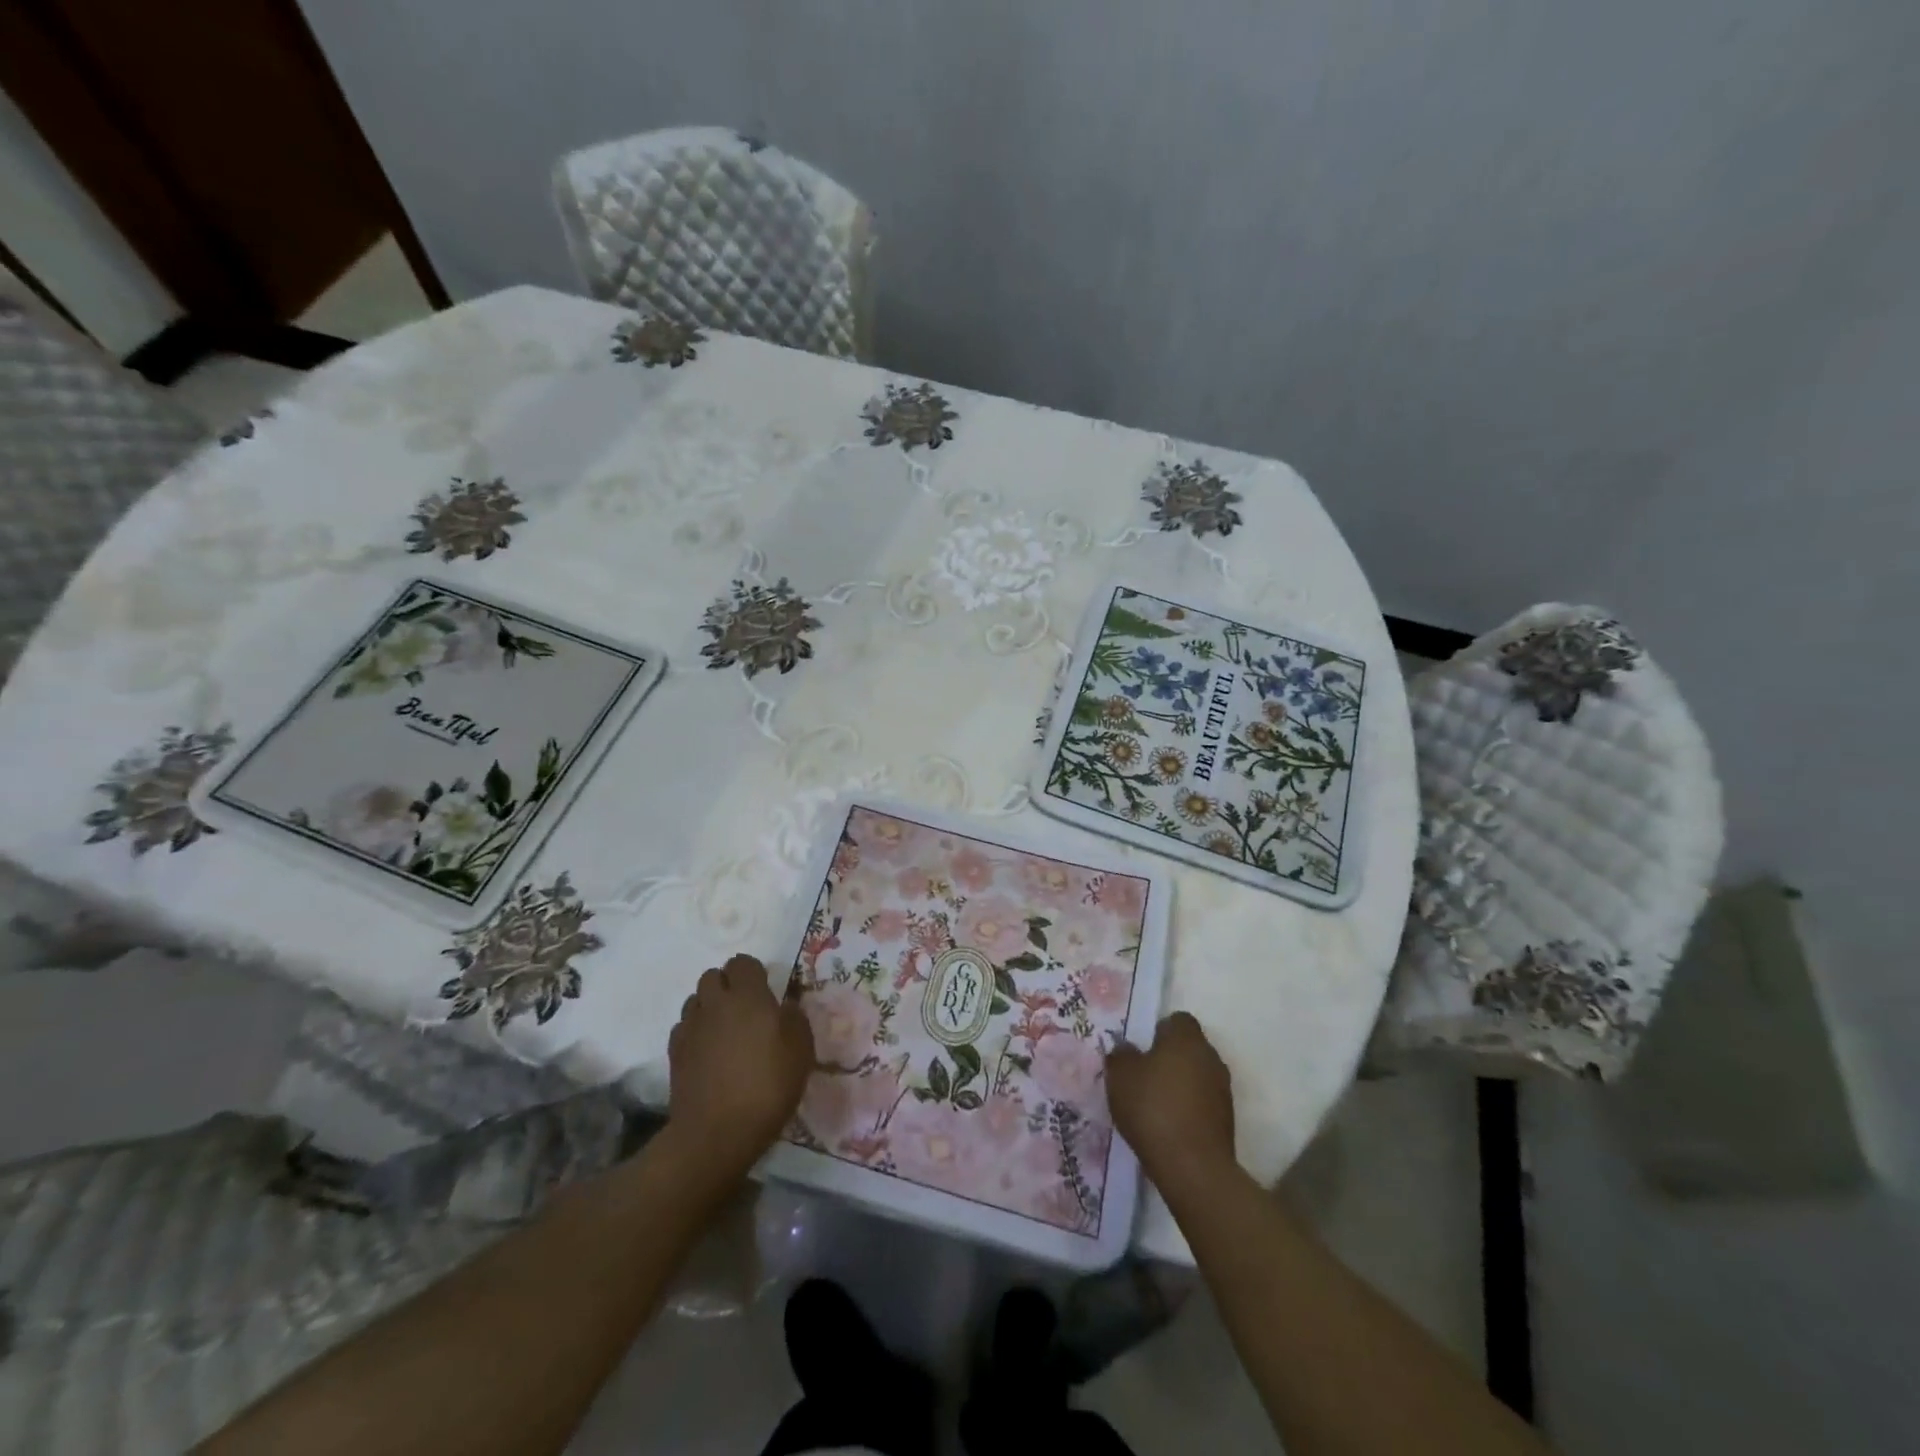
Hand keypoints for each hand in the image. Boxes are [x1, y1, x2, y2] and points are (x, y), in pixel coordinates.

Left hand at [667, 954, 813, 1167]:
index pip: (742, 962)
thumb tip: (784, 1006)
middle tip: (745, 1009)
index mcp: (748, 996)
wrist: (716, 1132)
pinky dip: (695, 1031)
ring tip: (724, 1029)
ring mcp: (691, 1027)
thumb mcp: (801, 1051)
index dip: (753, 972)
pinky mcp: (674, 1052)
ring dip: (709, 1006)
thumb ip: (795, 1018)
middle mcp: (715, 1003)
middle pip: (713, 976)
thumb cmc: (767, 1086)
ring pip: (695, 1000)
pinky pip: (684, 1027)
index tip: (765, 991)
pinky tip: (707, 1051)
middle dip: (727, 985)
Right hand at [1106, 1012, 1235, 1188]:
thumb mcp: (1120, 1077)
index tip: (1142, 1049)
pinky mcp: (1227, 1120)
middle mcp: (1210, 1057)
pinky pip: (1203, 1102)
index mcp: (1186, 1039)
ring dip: (1181, 1084)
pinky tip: (1169, 1126)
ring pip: (1197, 1075)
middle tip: (1144, 1076)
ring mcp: (1222, 1089)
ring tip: (1155, 1105)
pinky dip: (1189, 1108)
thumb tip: (1126, 1049)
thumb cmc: (1153, 1109)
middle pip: (1189, 1048)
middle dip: (1169, 1058)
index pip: (1178, 1020)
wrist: (1193, 1167)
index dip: (1159, 1030)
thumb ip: (1121, 1056)